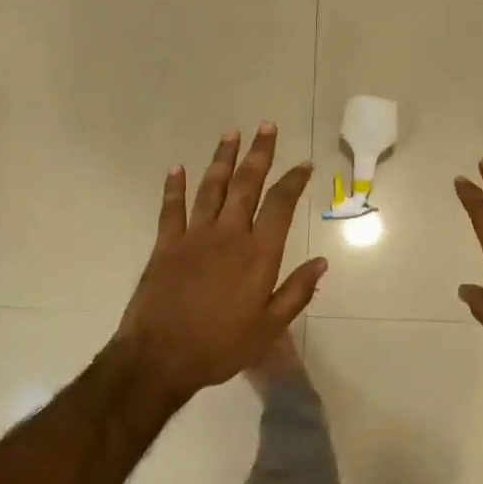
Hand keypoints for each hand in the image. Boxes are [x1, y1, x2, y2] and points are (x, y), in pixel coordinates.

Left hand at [115, 124, 326, 404]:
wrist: (160, 357)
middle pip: (247, 185)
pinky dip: (175, 187)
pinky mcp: (166, 245)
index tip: (303, 164)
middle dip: (259, 154)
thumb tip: (322, 262)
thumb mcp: (269, 327)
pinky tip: (178, 168)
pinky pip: (172, 208)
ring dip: (222, 159)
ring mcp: (194, 236)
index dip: (293, 181)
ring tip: (231, 133)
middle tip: (266, 126)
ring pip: (212, 188)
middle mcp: (228, 235)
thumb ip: (297, 291)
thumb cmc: (221, 346)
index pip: (280, 206)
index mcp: (258, 254)